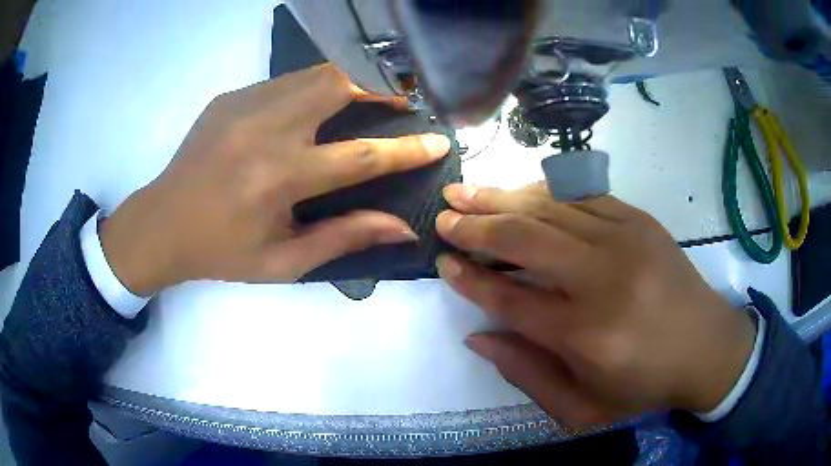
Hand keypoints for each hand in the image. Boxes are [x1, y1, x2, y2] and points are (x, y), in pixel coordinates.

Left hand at [100, 64, 449, 295]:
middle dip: (380, 87)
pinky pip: (286, 82)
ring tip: (365, 100)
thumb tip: (402, 226)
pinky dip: (313, 89)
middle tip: (399, 103)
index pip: (360, 155)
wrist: (161, 224)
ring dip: (349, 82)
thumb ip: (344, 238)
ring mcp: (244, 105)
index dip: (406, 149)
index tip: (439, 141)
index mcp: (278, 178)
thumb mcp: (283, 262)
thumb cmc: (222, 252)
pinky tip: (312, 110)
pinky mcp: (231, 96)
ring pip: (314, 73)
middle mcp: (264, 130)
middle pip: (338, 83)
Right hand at [435, 182, 755, 428]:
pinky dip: (544, 190)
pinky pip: (582, 194)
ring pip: (549, 208)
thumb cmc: (645, 386)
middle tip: (443, 216)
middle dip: (476, 226)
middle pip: (525, 239)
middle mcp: (603, 278)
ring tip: (466, 192)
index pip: (510, 298)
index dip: (471, 279)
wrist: (708, 348)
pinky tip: (520, 190)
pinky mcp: (640, 220)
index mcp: (586, 335)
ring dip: (501, 198)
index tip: (443, 262)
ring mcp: (625, 240)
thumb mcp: (582, 409)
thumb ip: (527, 374)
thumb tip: (478, 335)